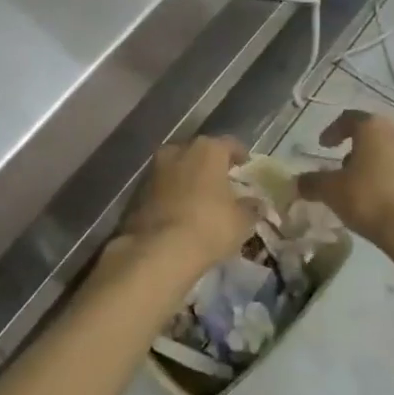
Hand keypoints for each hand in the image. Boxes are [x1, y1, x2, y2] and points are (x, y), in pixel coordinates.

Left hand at [111, 135, 256, 285]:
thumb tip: (255, 203)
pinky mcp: (138, 191)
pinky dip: (173, 194)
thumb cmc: (208, 227)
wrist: (157, 251)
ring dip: (189, 179)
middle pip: (200, 153)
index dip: (240, 154)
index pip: (229, 144)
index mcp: (207, 149)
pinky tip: (181, 212)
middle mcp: (178, 150)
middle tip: (222, 182)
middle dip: (211, 165)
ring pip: (178, 168)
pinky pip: (163, 187)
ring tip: (201, 199)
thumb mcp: (241, 221)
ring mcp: (154, 169)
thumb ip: (251, 207)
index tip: (245, 165)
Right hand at [297, 110, 393, 251]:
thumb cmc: (370, 199)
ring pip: (391, 149)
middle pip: (372, 133)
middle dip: (356, 148)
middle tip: (342, 168)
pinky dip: (392, 174)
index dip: (332, 131)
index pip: (348, 118)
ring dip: (375, 161)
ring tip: (362, 185)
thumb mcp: (331, 192)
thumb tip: (298, 182)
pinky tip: (383, 195)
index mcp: (374, 126)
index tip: (323, 145)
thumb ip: (312, 182)